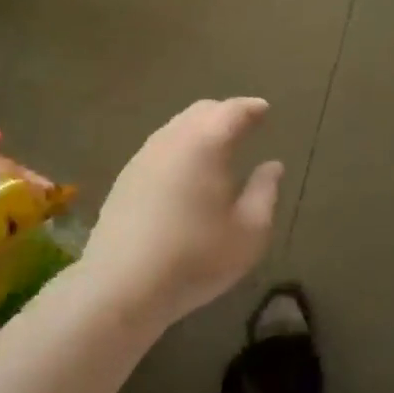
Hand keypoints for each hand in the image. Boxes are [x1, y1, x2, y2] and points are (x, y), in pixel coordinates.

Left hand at [84, 98, 284, 328]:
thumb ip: (264, 193)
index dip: (251, 108)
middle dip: (225, 114)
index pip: (232, 111)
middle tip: (245, 126)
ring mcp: (143, 156)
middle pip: (201, 111)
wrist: (121, 285)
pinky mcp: (126, 177)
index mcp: (206, 144)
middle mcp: (172, 140)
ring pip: (177, 126)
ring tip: (218, 148)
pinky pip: (160, 146)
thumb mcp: (248, 233)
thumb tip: (272, 166)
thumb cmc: (195, 258)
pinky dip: (181, 146)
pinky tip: (187, 172)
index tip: (264, 110)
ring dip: (200, 129)